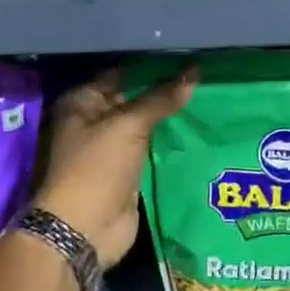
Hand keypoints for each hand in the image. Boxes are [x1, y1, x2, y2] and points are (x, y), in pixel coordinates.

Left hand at [35, 67, 195, 267]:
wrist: (85, 229)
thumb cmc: (97, 167)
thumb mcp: (129, 125)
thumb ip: (161, 99)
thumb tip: (194, 73)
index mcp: (82, 103)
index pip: (122, 75)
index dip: (152, 68)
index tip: (186, 60)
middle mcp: (93, 122)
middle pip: (134, 100)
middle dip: (164, 92)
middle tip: (202, 79)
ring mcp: (110, 149)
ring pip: (145, 125)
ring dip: (169, 118)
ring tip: (207, 99)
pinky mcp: (127, 172)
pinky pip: (151, 149)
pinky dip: (169, 142)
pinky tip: (197, 129)